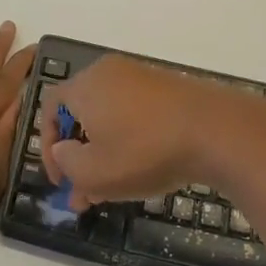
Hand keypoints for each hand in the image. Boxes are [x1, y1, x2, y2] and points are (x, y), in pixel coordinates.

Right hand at [38, 55, 244, 210]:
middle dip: (79, 157)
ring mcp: (143, 77)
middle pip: (82, 114)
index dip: (49, 146)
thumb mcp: (94, 172)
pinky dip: (130, 141)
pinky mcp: (170, 88)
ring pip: (110, 117)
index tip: (61, 180)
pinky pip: (136, 114)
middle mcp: (110, 73)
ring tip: (111, 190)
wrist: (217, 131)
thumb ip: (68, 163)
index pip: (50, 108)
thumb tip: (64, 151)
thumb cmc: (145, 151)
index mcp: (85, 85)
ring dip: (104, 153)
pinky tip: (141, 170)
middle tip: (84, 193)